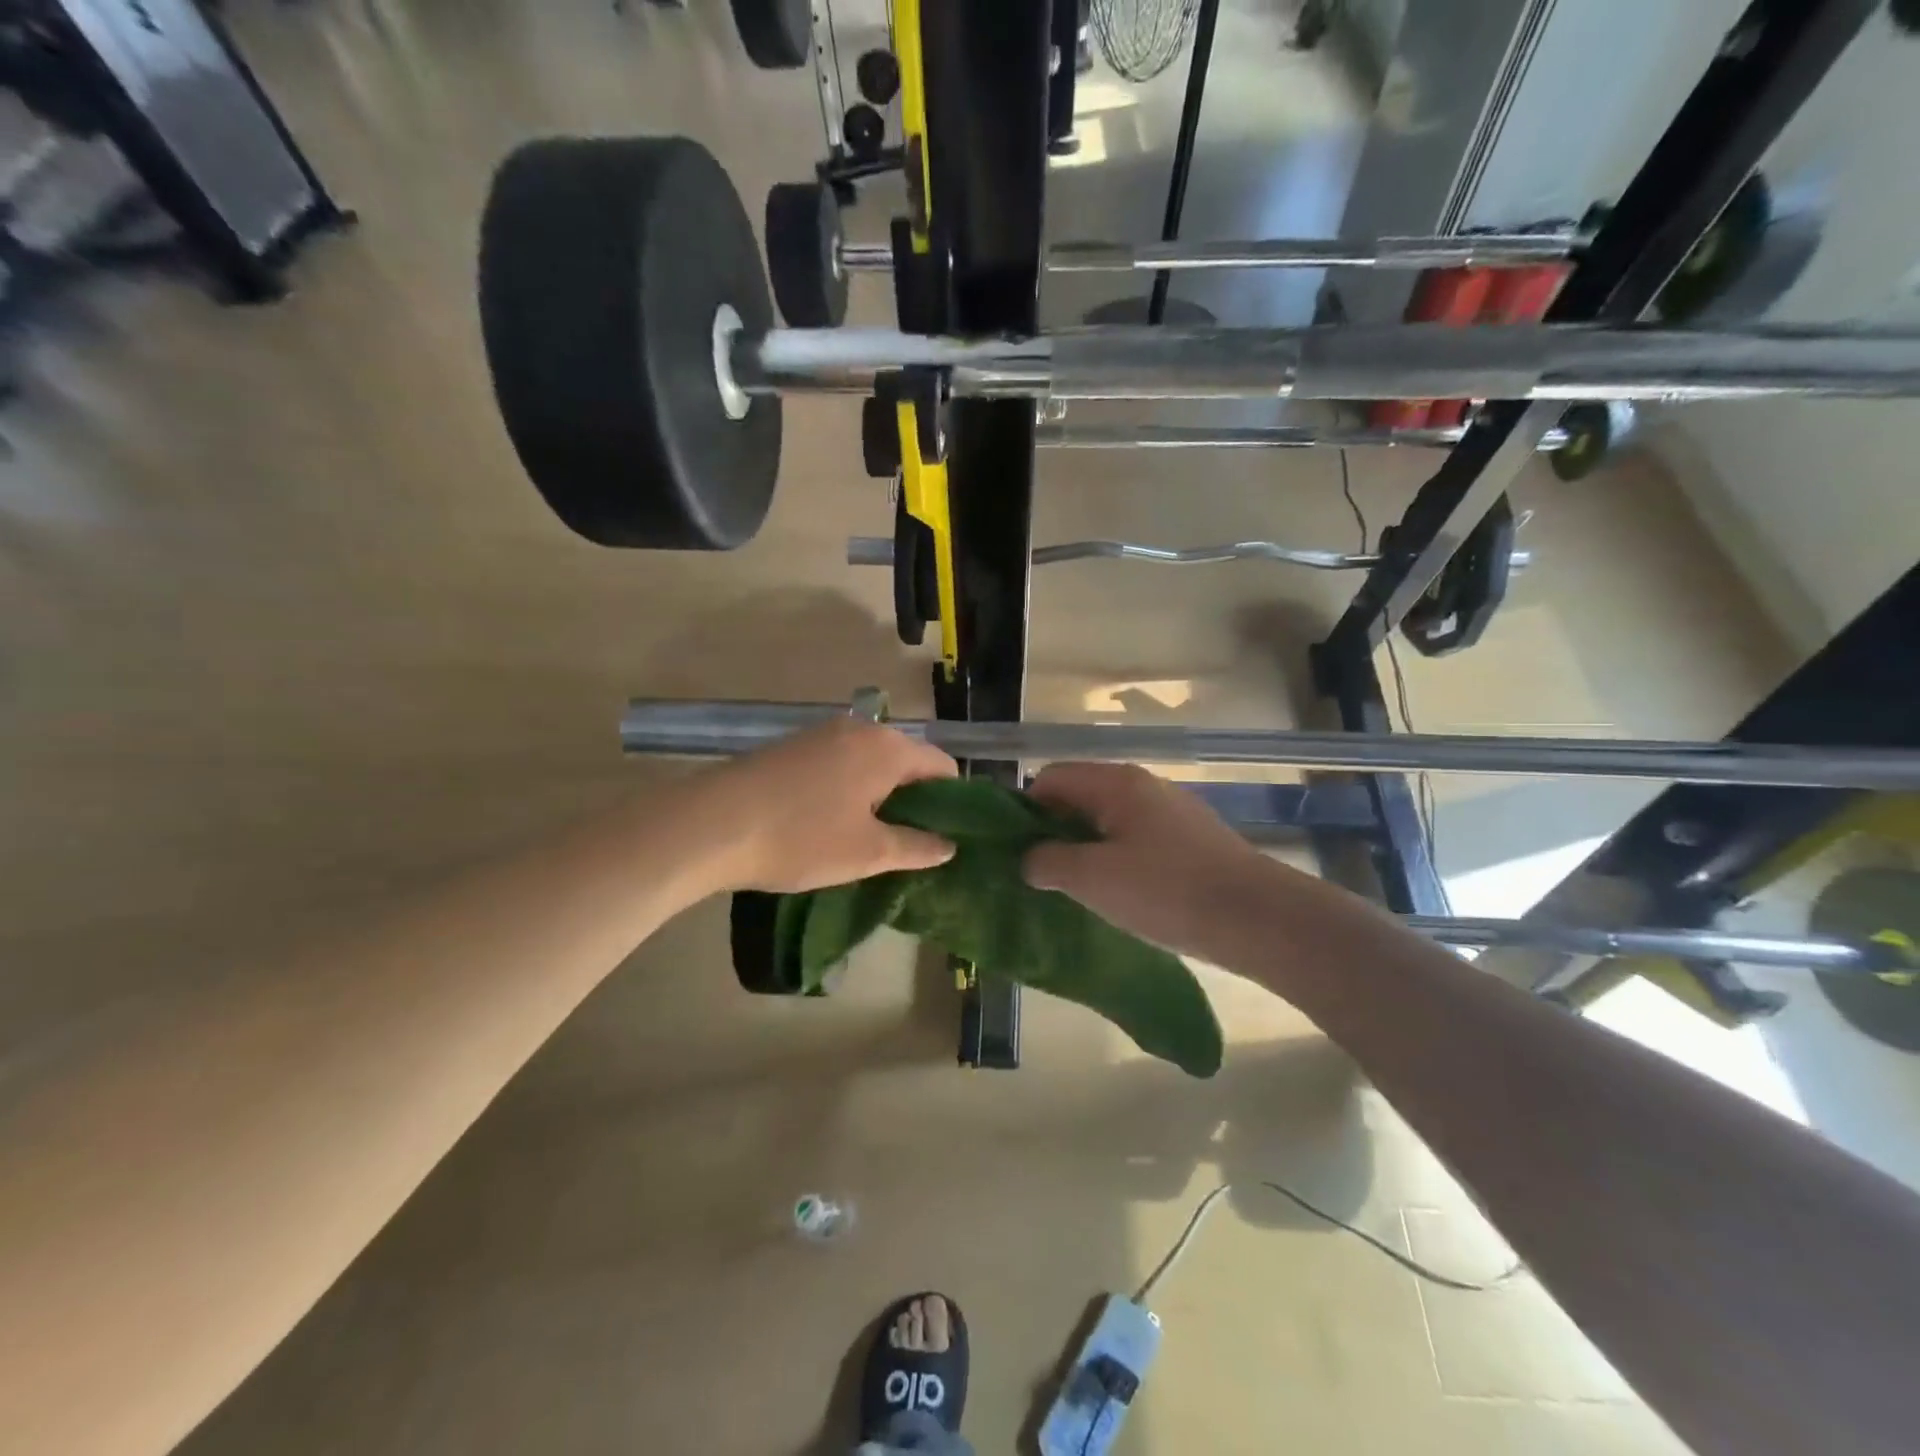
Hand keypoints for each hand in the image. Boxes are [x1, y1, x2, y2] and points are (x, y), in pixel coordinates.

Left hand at [699, 720, 957, 892]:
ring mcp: (821, 734)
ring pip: (871, 761)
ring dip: (880, 794)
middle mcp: (859, 729)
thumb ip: (916, 847)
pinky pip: (840, 763)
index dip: (952, 801)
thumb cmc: (801, 838)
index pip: (942, 765)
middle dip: (915, 798)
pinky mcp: (793, 746)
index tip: (945, 836)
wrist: (710, 824)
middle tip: (910, 843)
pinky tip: (832, 820)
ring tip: (872, 836)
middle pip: (907, 760)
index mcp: (887, 748)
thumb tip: (949, 846)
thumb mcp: (867, 852)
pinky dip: (850, 788)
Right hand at [1023, 762, 1278, 956]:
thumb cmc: (1167, 890)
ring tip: (1073, 888)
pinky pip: (1137, 840)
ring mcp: (1171, 812)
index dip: (1024, 809)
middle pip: (1080, 796)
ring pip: (1109, 821)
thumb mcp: (1093, 878)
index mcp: (1115, 783)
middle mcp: (1143, 786)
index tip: (1012, 849)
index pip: (1050, 777)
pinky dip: (1116, 860)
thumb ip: (1049, 862)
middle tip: (1037, 872)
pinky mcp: (1191, 840)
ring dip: (1085, 849)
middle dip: (1053, 831)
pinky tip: (1118, 896)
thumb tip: (1029, 858)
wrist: (1258, 918)